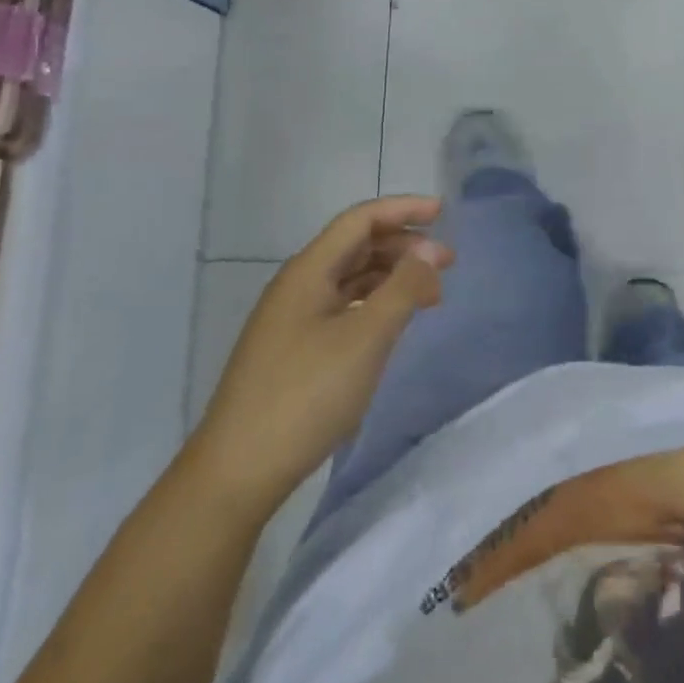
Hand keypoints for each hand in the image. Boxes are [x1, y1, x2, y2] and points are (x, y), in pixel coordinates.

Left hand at [193, 195, 450, 513]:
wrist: (236, 473)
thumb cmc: (305, 395)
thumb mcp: (365, 338)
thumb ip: (403, 288)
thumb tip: (430, 252)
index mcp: (309, 270)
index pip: (361, 220)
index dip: (403, 209)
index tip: (444, 213)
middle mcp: (298, 284)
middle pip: (356, 245)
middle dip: (403, 245)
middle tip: (446, 263)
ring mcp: (292, 318)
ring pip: (350, 278)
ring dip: (391, 276)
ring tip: (429, 294)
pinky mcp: (293, 349)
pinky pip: (342, 306)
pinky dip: (373, 303)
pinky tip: (392, 323)